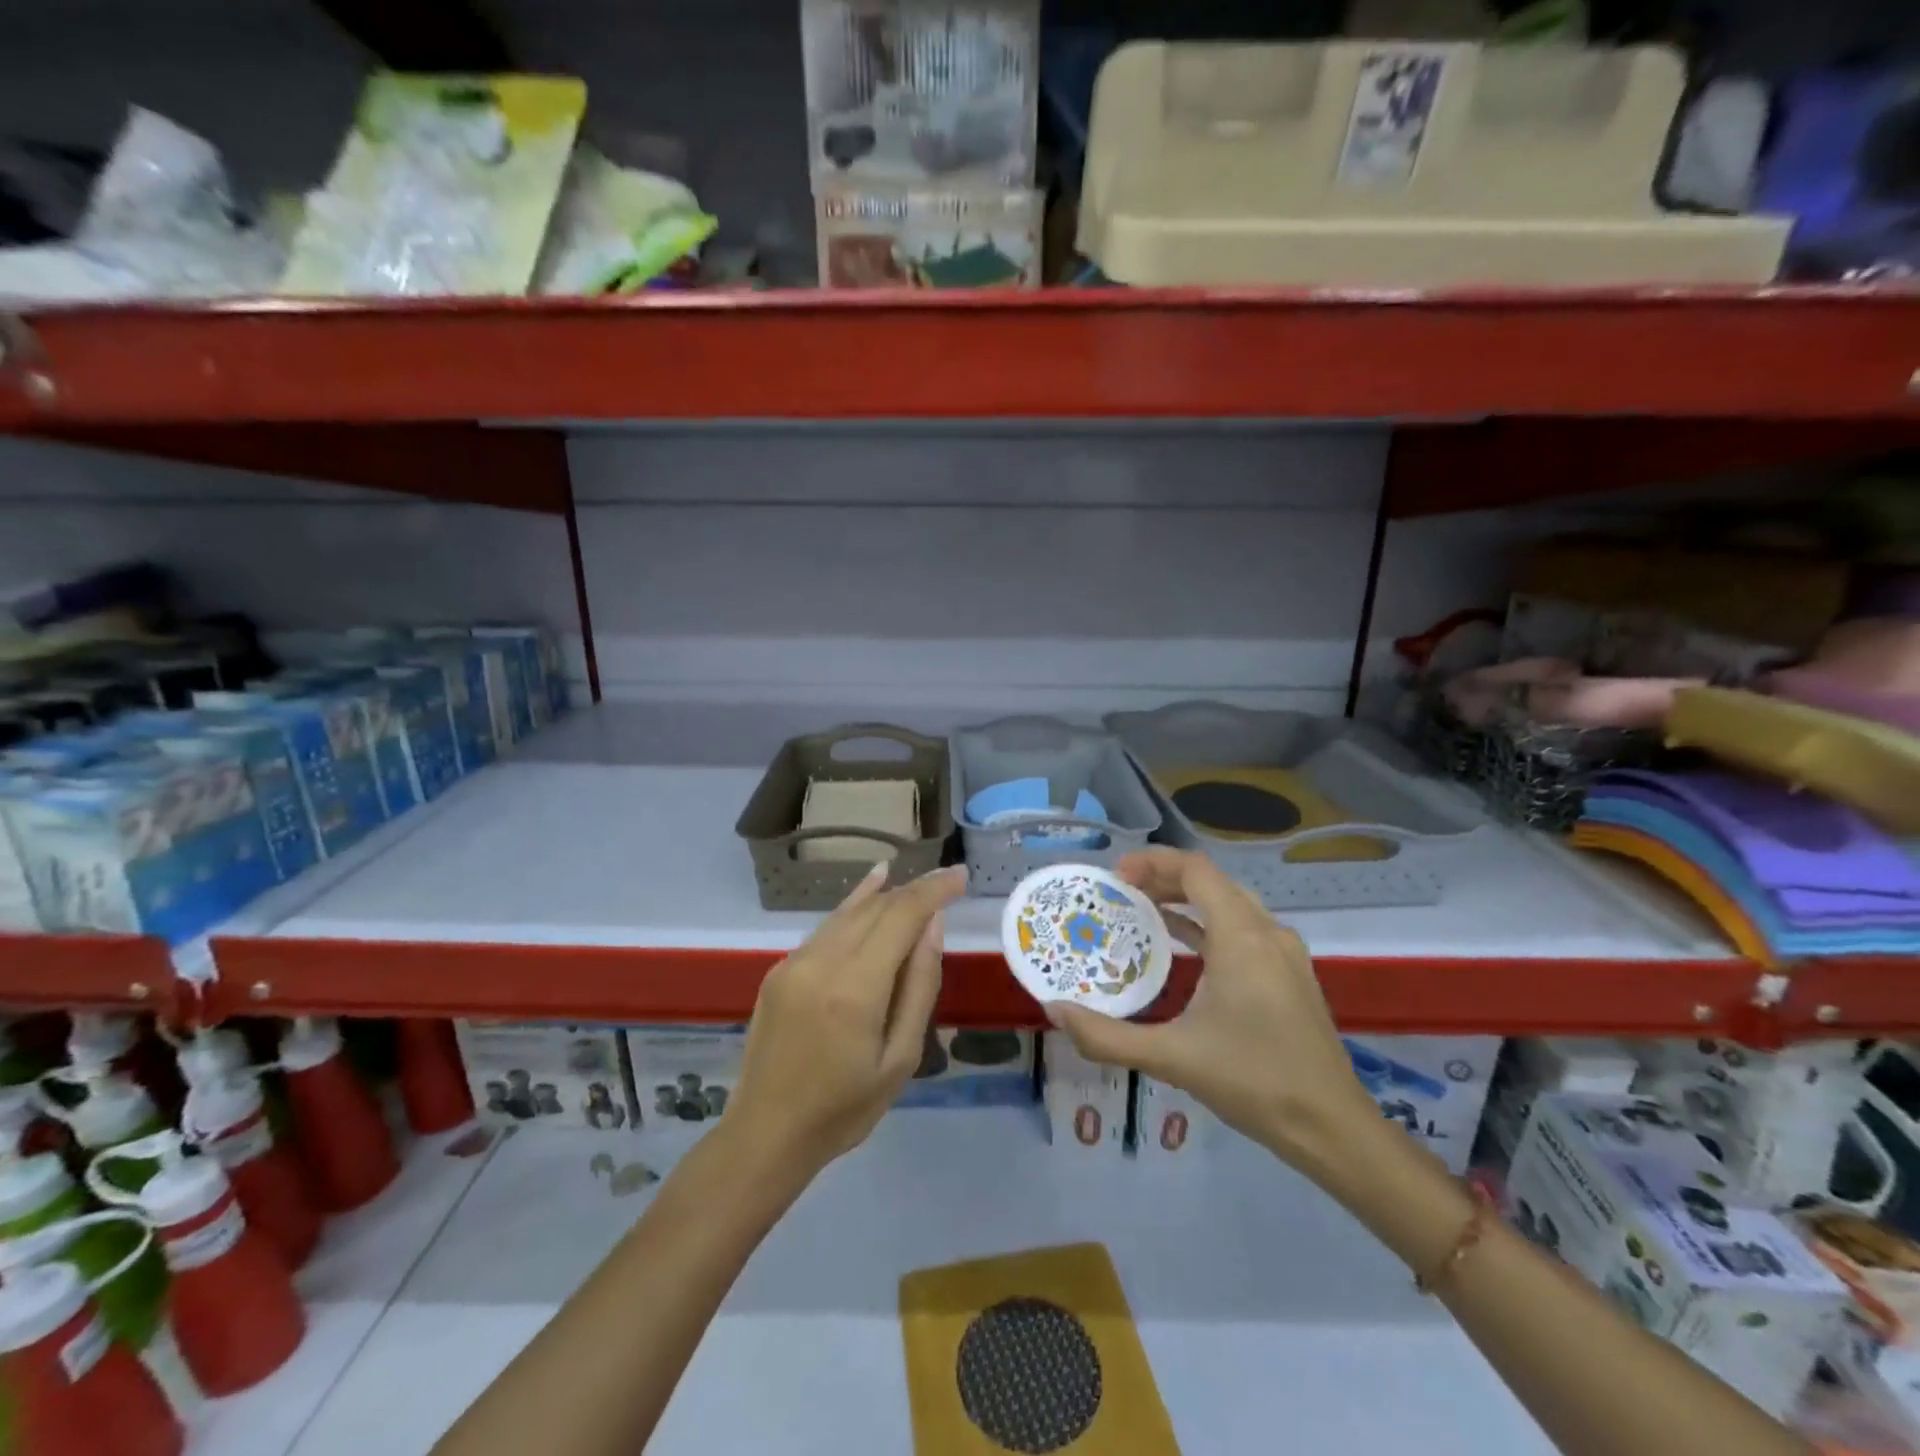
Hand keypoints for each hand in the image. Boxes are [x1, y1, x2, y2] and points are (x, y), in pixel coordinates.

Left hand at [729, 862, 966, 1181]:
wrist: (766, 1134)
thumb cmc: (845, 1108)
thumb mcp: (901, 1058)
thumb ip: (920, 986)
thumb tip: (933, 926)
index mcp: (855, 988)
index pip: (902, 915)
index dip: (934, 889)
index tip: (961, 875)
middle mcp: (821, 961)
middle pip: (877, 907)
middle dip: (915, 890)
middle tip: (948, 883)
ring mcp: (795, 962)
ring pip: (849, 912)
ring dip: (887, 896)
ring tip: (919, 883)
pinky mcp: (780, 969)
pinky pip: (827, 928)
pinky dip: (855, 909)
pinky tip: (874, 890)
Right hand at [1045, 848, 1375, 1172]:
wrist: (1332, 1128)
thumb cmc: (1253, 1081)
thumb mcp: (1172, 1057)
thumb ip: (1107, 1036)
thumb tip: (1055, 1012)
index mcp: (1242, 937)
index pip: (1196, 871)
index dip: (1154, 862)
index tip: (1115, 876)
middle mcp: (1267, 932)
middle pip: (1212, 882)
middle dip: (1165, 878)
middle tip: (1121, 892)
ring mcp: (1284, 954)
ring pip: (1231, 904)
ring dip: (1188, 900)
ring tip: (1143, 911)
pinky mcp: (1291, 975)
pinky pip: (1244, 929)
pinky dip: (1209, 925)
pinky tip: (1183, 948)